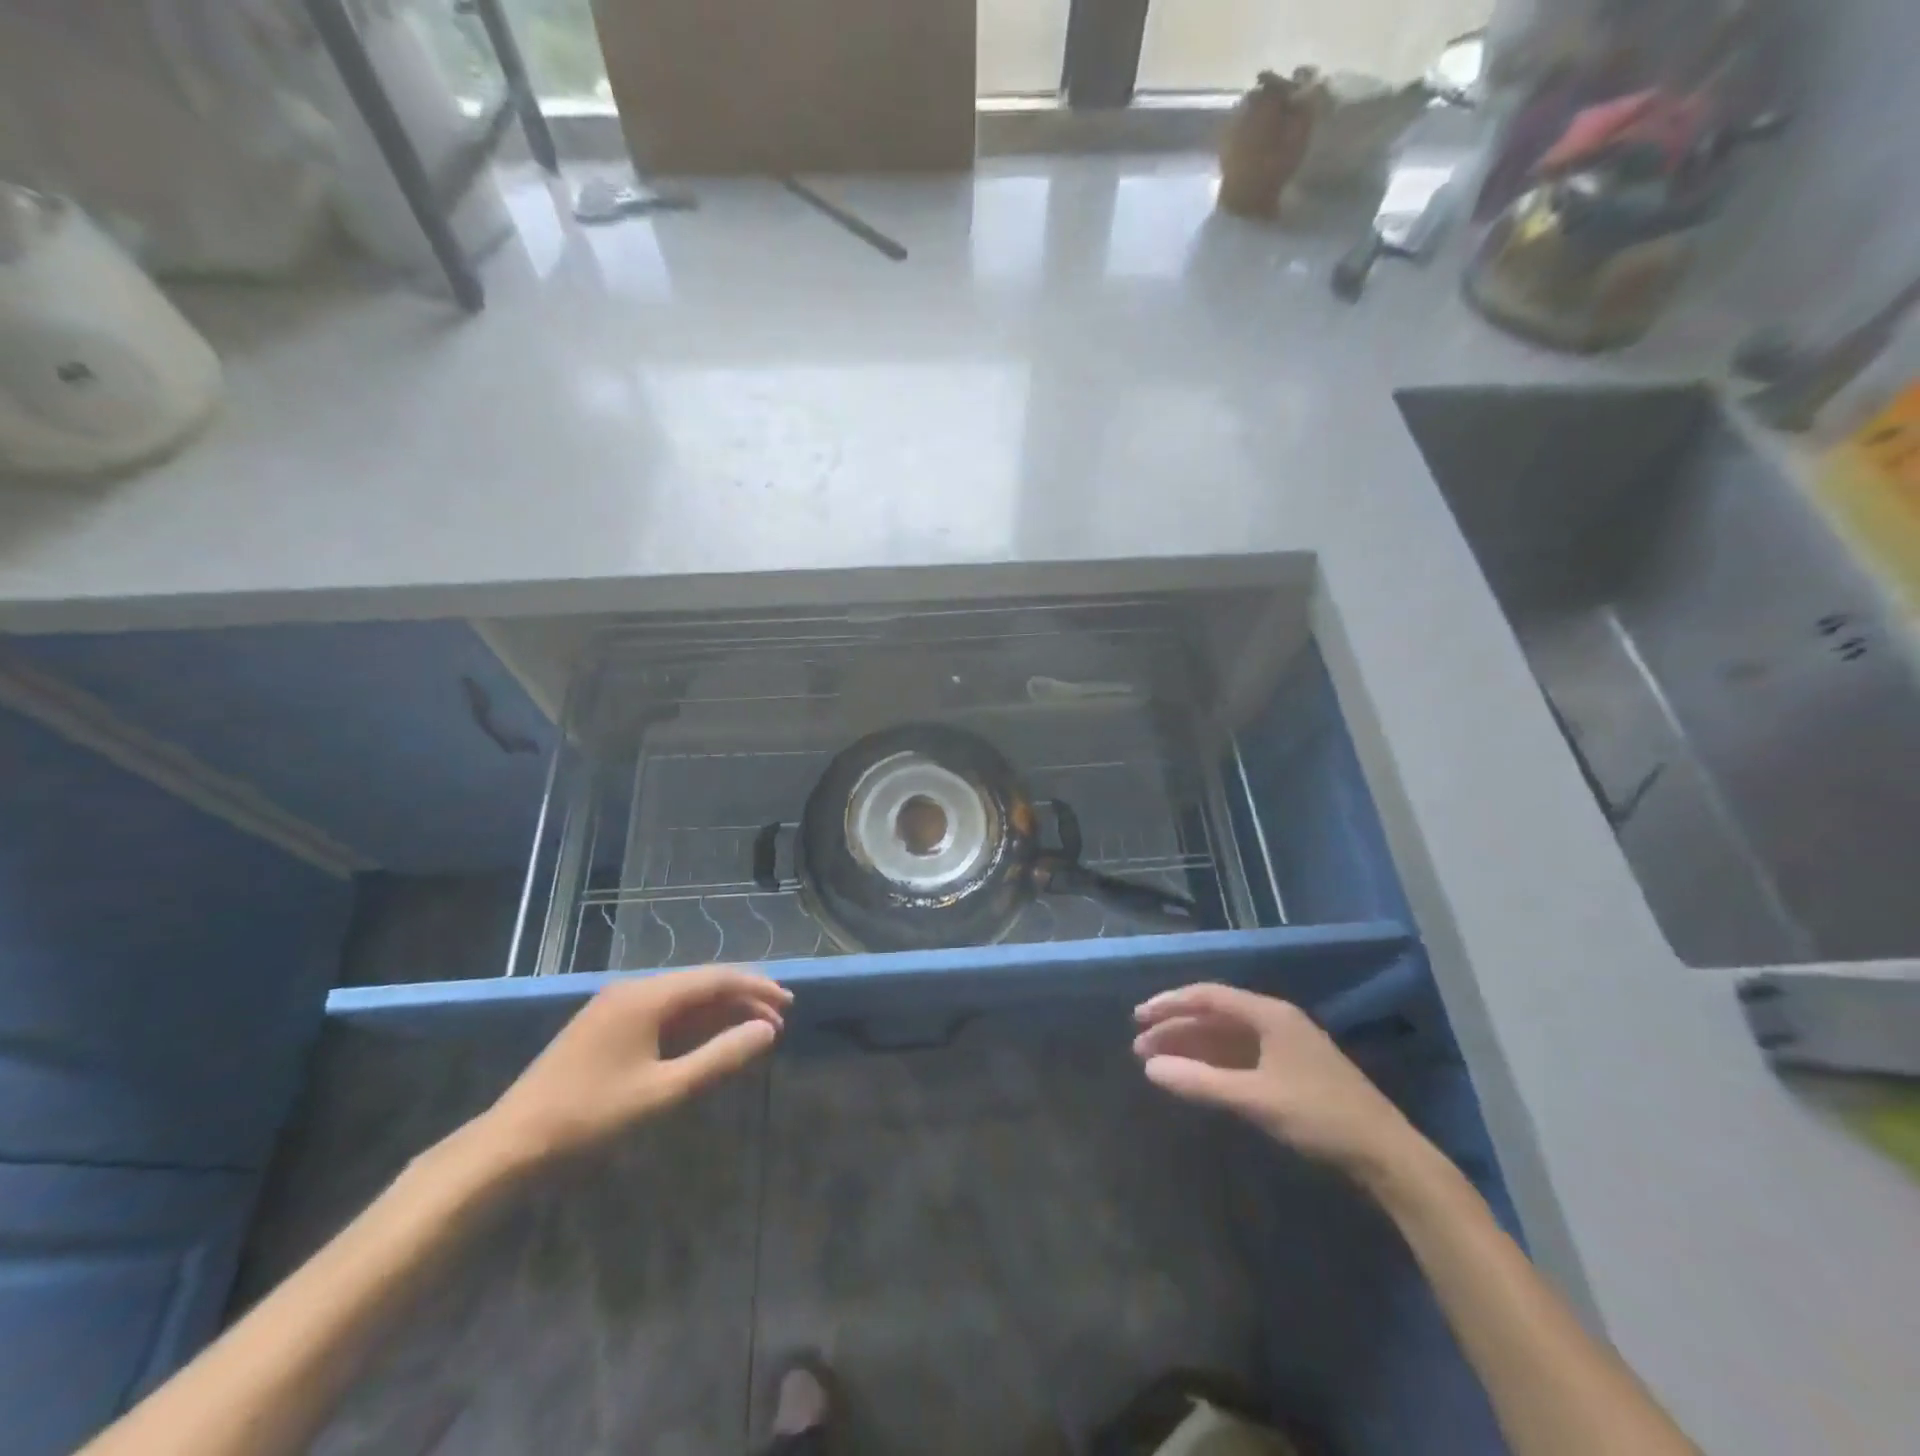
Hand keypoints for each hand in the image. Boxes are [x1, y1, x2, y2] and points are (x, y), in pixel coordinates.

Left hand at [478, 967, 790, 1169]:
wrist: (508, 1147)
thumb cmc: (590, 1118)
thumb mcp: (663, 1093)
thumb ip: (720, 1058)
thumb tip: (766, 1031)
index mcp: (647, 997)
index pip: (716, 978)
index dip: (757, 988)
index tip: (789, 1006)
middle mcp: (633, 990)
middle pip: (700, 985)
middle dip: (742, 1000)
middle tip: (776, 1022)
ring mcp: (615, 1008)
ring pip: (681, 1000)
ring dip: (718, 1013)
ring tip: (751, 1031)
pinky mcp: (605, 1028)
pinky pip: (661, 1015)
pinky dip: (692, 1026)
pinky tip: (708, 1042)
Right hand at [1133, 983, 1423, 1185]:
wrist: (1386, 1155)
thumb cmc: (1319, 1116)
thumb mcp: (1255, 1099)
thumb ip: (1201, 1083)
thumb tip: (1150, 1069)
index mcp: (1269, 1014)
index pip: (1208, 997)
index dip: (1170, 1005)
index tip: (1138, 1019)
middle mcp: (1275, 1020)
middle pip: (1215, 1015)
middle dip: (1177, 1028)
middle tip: (1141, 1047)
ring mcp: (1285, 1044)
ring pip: (1226, 1036)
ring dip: (1192, 1046)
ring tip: (1158, 1062)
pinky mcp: (1291, 1069)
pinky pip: (1241, 1054)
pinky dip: (1213, 1062)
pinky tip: (1196, 1076)